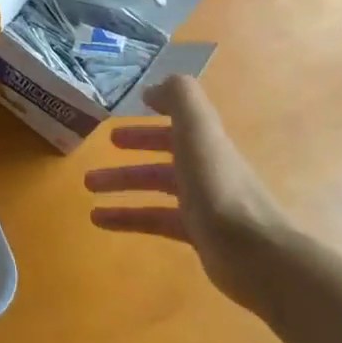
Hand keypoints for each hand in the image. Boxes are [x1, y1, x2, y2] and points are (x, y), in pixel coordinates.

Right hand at [85, 75, 292, 314]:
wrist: (254, 253)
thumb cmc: (219, 186)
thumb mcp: (198, 130)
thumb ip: (179, 97)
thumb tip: (153, 89)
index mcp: (206, 143)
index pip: (178, 123)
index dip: (155, 114)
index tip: (129, 110)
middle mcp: (206, 170)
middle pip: (165, 154)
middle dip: (134, 148)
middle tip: (103, 147)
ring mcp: (202, 205)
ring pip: (154, 188)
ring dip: (120, 184)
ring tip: (87, 188)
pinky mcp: (196, 236)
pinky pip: (153, 221)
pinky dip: (125, 218)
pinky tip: (98, 221)